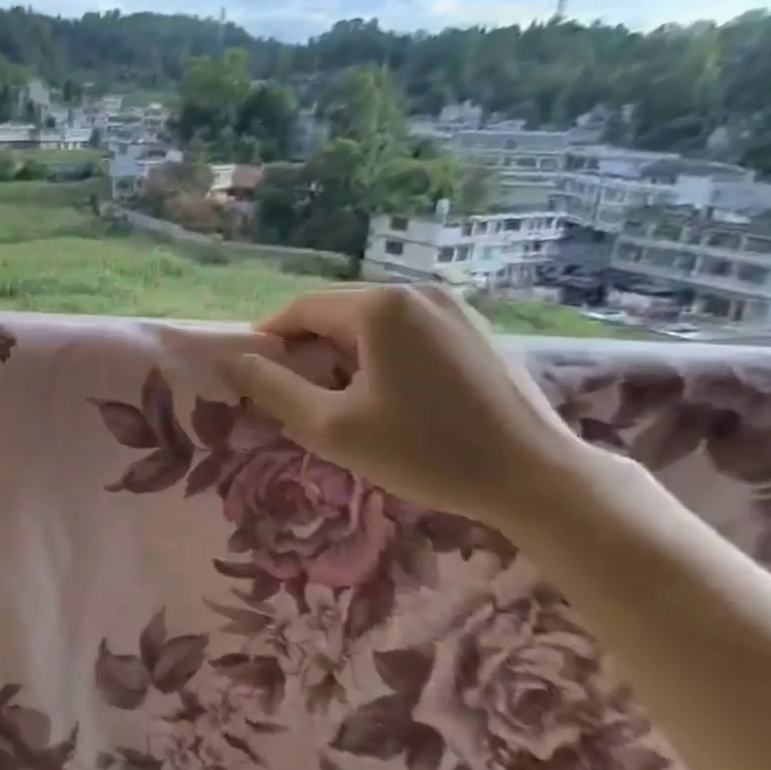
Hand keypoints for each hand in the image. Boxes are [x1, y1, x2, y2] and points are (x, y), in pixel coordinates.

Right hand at [223, 285, 594, 530]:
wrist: (537, 477)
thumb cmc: (425, 451)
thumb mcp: (333, 427)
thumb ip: (274, 390)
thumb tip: (233, 362)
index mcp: (378, 307)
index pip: (299, 310)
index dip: (268, 340)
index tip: (253, 375)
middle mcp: (415, 292)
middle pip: (336, 313)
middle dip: (307, 350)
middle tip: (297, 396)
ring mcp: (451, 307)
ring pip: (371, 322)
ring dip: (342, 353)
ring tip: (341, 400)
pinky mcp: (473, 328)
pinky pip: (406, 331)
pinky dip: (380, 354)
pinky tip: (388, 395)